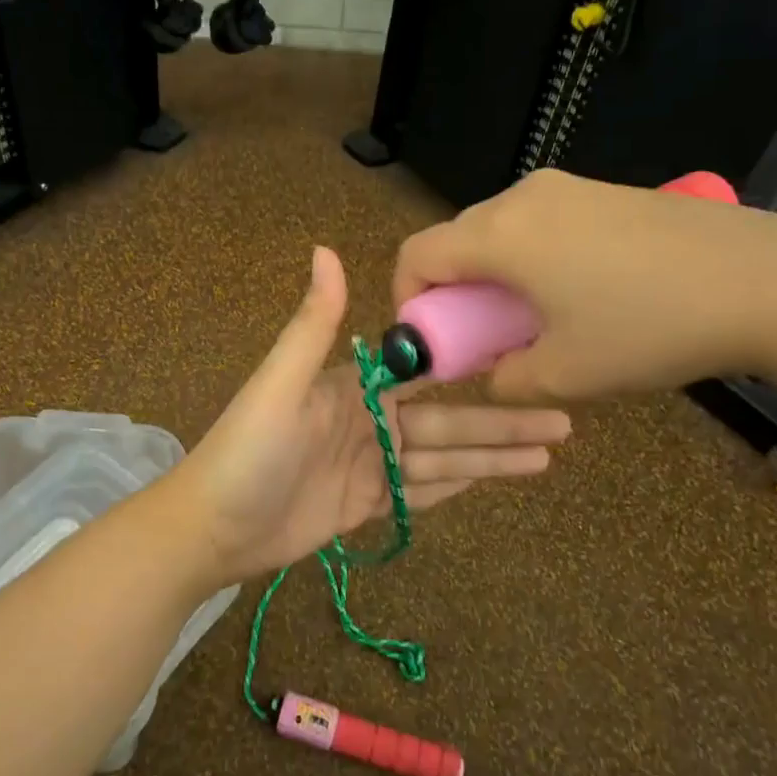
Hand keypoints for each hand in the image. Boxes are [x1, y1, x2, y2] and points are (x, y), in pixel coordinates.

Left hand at [178, 247, 570, 585]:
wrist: (211, 527)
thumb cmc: (247, 450)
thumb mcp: (280, 383)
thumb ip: (314, 324)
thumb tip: (326, 249)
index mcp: (353, 387)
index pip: (425, 372)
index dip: (473, 365)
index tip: (523, 355)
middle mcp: (368, 421)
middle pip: (447, 421)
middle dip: (503, 422)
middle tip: (565, 422)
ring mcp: (368, 466)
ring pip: (442, 459)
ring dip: (493, 457)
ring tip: (549, 456)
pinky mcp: (363, 505)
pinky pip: (418, 493)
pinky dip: (455, 486)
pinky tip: (495, 479)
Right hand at [391, 169, 776, 402]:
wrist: (768, 281)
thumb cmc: (650, 328)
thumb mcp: (565, 375)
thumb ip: (503, 379)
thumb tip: (491, 372)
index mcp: (500, 235)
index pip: (417, 254)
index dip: (408, 300)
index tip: (434, 340)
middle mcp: (523, 198)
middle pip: (455, 239)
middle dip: (454, 292)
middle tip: (484, 338)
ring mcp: (567, 188)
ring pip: (498, 231)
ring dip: (494, 276)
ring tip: (535, 319)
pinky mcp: (604, 192)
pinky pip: (540, 223)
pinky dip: (531, 259)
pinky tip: (578, 293)